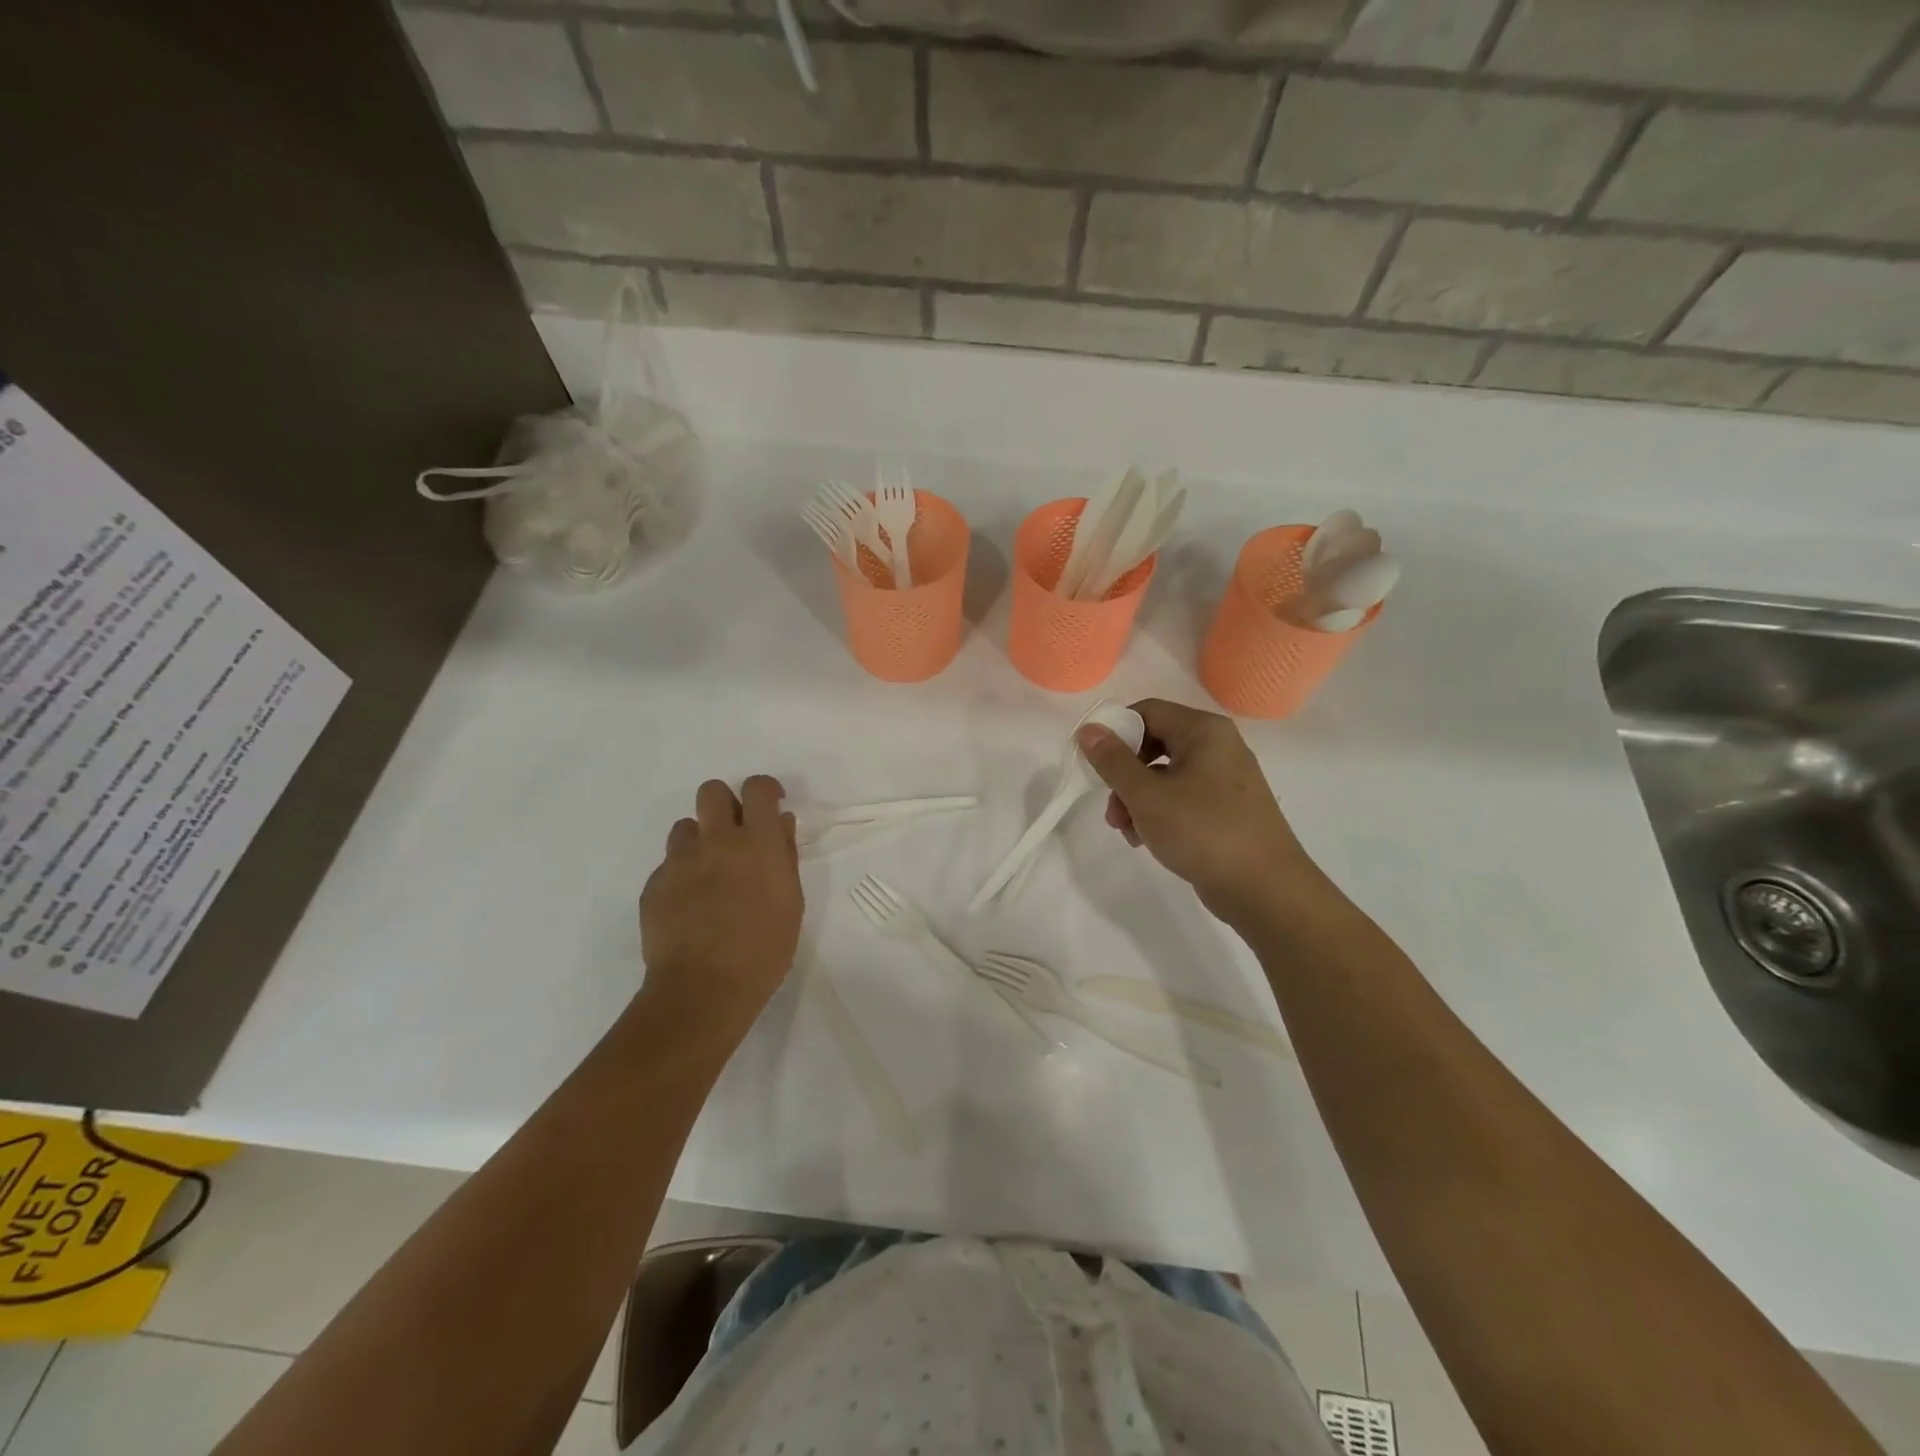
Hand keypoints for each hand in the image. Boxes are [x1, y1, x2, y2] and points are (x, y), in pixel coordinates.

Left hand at [638, 776, 802, 1041]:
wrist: (703, 990)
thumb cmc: (763, 950)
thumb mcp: (791, 902)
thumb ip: (784, 856)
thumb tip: (780, 825)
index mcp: (757, 843)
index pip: (757, 788)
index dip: (765, 790)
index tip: (771, 805)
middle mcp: (717, 841)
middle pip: (712, 791)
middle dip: (725, 803)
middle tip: (736, 833)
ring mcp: (680, 861)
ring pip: (686, 827)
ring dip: (701, 840)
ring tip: (710, 873)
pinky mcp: (654, 885)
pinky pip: (669, 864)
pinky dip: (682, 875)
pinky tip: (691, 906)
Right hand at [1076, 699, 1319, 923]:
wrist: (1264, 888)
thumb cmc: (1203, 831)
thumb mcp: (1146, 795)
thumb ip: (1113, 761)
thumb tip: (1089, 729)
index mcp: (1204, 731)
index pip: (1147, 712)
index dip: (1115, 733)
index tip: (1094, 764)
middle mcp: (1218, 746)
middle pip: (1154, 745)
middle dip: (1124, 775)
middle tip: (1110, 806)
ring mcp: (1225, 779)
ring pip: (1164, 776)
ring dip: (1137, 800)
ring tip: (1127, 831)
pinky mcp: (1226, 809)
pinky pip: (1182, 798)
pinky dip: (1159, 814)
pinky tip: (1147, 841)